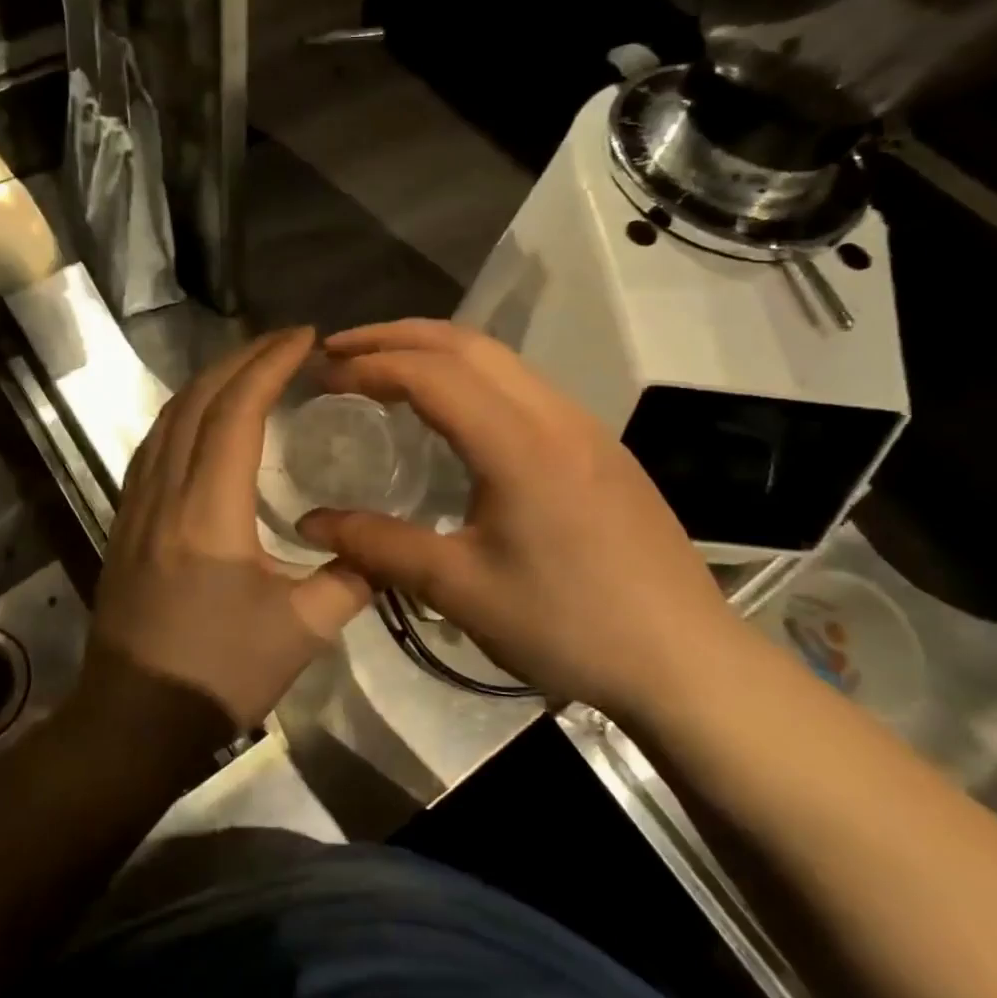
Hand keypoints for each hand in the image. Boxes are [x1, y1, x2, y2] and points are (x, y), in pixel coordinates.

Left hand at [80, 327, 372, 743]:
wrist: (132, 720)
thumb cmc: (219, 672)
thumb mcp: (302, 631)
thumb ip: (351, 580)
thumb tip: (384, 550)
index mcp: (209, 509)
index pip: (237, 411)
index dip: (270, 364)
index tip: (305, 338)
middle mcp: (166, 491)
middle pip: (198, 400)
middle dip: (242, 358)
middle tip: (285, 343)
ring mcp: (136, 504)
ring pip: (169, 418)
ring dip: (210, 381)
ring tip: (250, 368)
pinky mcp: (124, 521)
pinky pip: (154, 445)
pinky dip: (185, 413)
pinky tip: (205, 419)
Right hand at [297, 319, 739, 715]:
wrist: (686, 661)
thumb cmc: (568, 626)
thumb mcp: (461, 590)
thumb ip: (379, 547)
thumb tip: (310, 523)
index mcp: (518, 442)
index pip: (430, 372)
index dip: (369, 365)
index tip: (323, 376)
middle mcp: (553, 413)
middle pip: (465, 343)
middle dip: (395, 336)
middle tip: (340, 351)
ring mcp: (584, 425)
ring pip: (500, 359)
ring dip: (435, 350)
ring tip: (385, 369)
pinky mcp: (599, 446)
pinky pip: (523, 386)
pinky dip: (470, 376)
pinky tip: (452, 412)